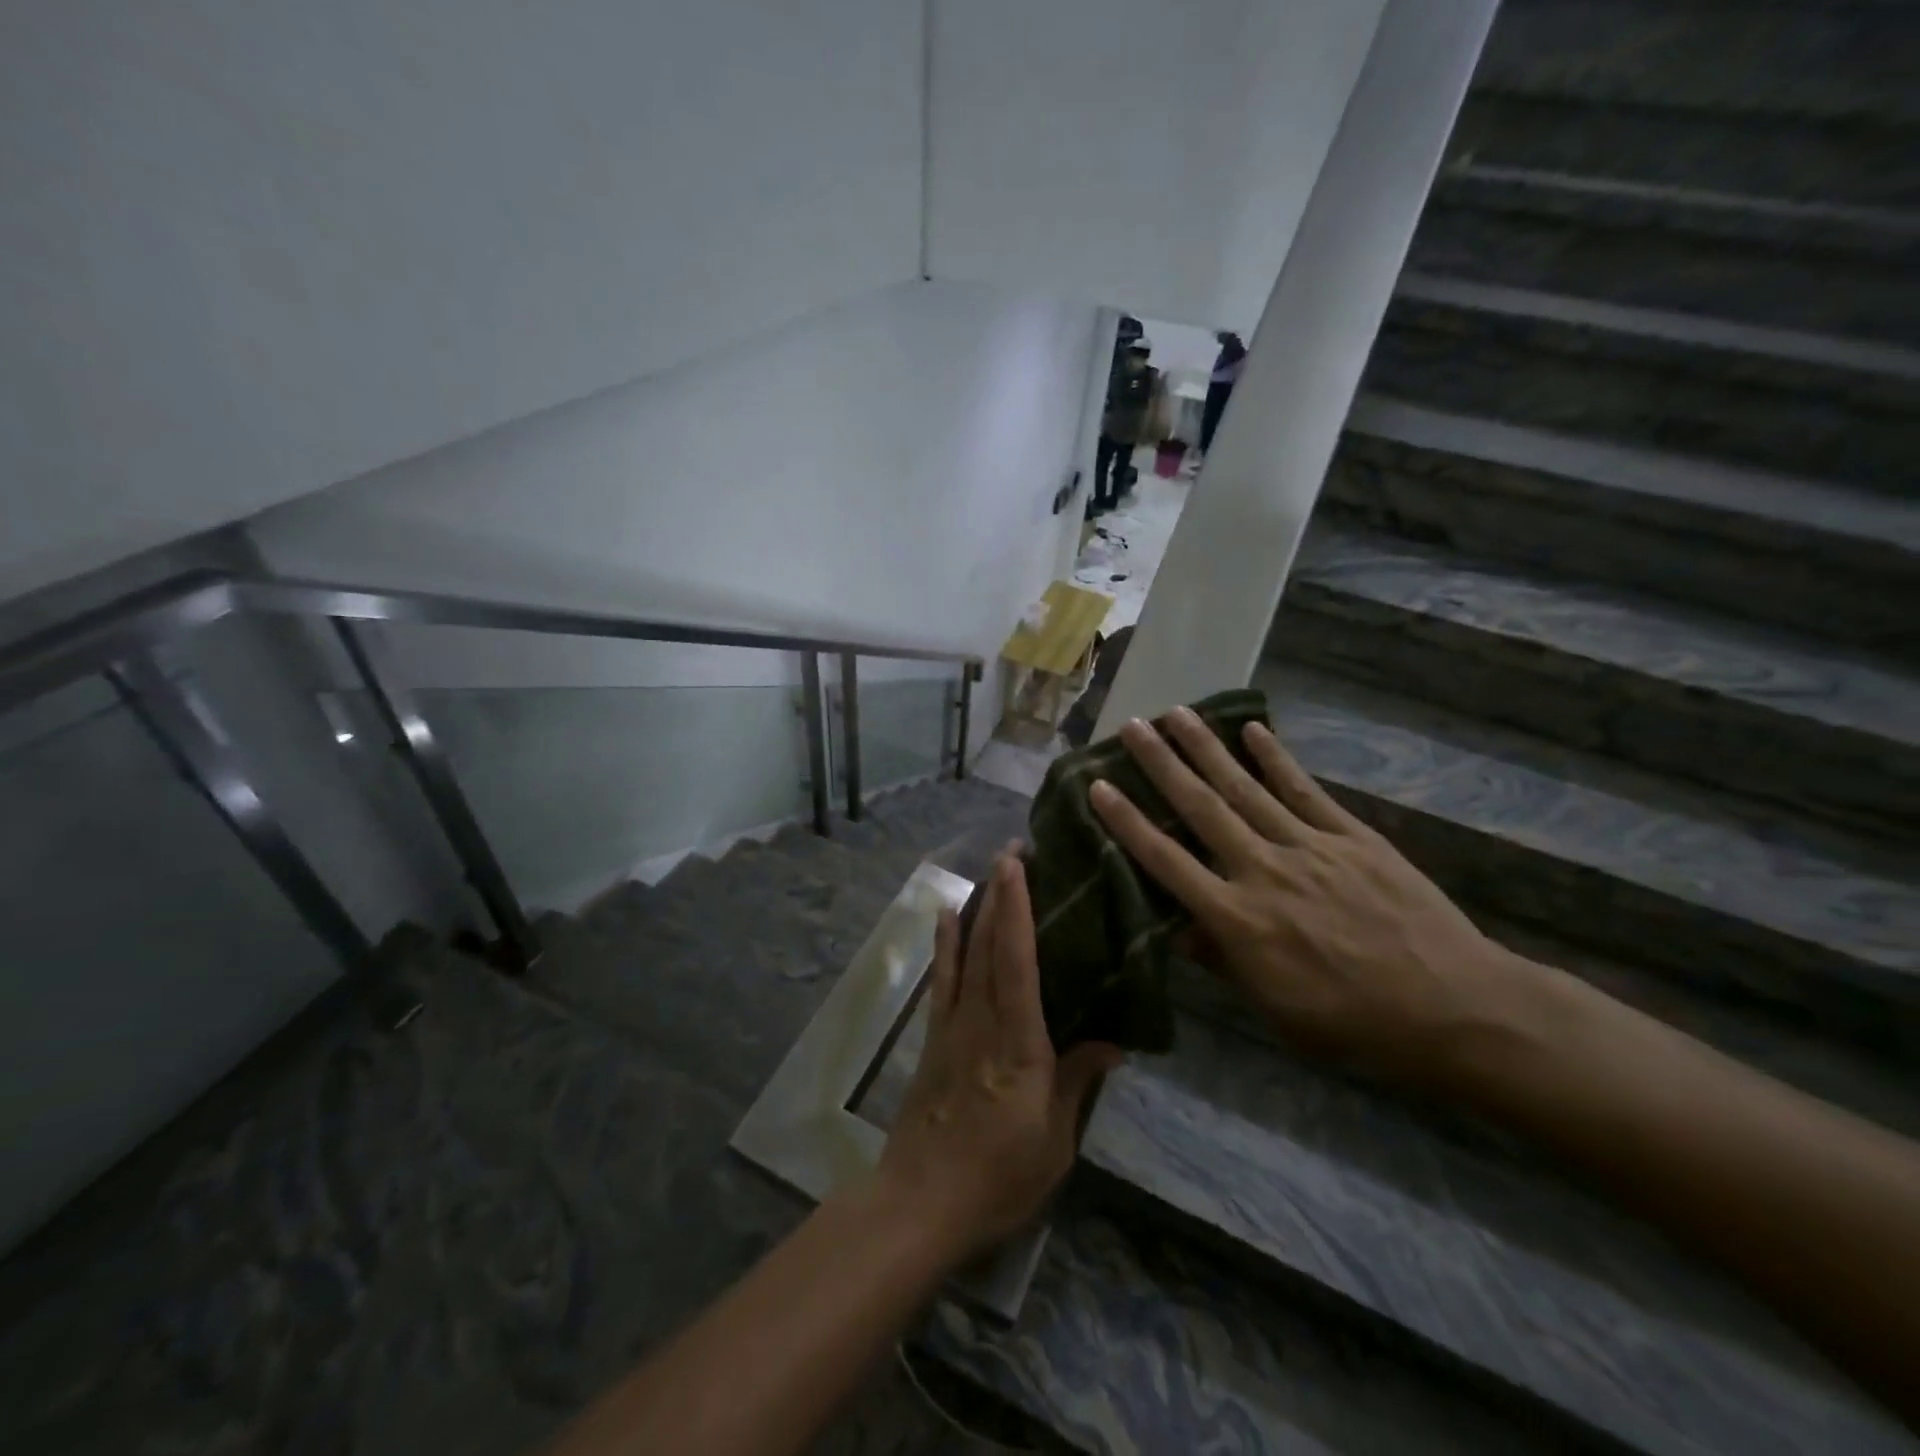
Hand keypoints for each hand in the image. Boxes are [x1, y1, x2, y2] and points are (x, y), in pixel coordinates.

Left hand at [875, 851, 1123, 1261]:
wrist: (921, 1202)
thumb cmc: (998, 1176)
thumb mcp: (1055, 1140)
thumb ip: (1079, 1082)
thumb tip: (1114, 1041)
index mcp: (1018, 1042)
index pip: (1017, 961)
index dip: (1018, 909)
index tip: (1019, 865)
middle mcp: (983, 1020)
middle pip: (991, 944)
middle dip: (1001, 893)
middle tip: (1013, 849)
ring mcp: (953, 1024)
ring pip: (966, 952)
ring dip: (979, 907)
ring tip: (989, 870)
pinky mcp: (935, 1036)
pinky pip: (943, 978)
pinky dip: (945, 942)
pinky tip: (946, 916)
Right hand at [1090, 708, 1515, 1082]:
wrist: (1455, 1008)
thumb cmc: (1353, 1022)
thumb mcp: (1274, 1008)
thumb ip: (1222, 960)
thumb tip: (1178, 926)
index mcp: (1238, 920)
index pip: (1167, 862)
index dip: (1128, 823)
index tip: (1099, 786)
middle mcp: (1263, 870)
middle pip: (1202, 808)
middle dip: (1162, 764)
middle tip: (1132, 726)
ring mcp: (1309, 847)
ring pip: (1246, 788)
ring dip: (1208, 748)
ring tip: (1177, 713)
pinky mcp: (1351, 836)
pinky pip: (1304, 790)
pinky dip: (1277, 758)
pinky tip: (1253, 730)